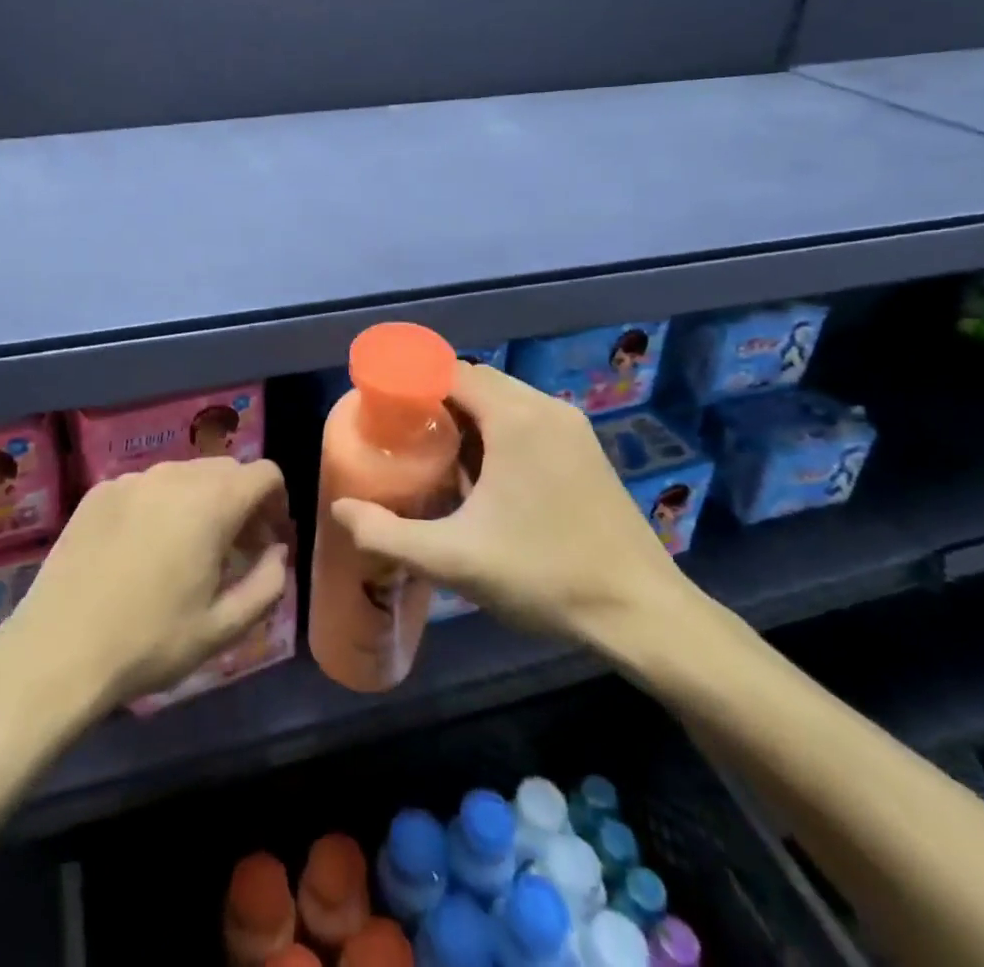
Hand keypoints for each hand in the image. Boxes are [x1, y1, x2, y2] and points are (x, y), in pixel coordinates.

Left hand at [0, 457, 290, 709]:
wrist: (58, 651)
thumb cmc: (150, 642)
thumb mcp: (223, 627)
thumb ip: (267, 584)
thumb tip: (276, 551)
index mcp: (212, 502)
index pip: (265, 474)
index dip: (277, 503)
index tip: (268, 540)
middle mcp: (174, 476)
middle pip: (226, 470)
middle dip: (241, 502)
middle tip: (235, 550)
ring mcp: (132, 480)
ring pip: (185, 475)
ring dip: (202, 502)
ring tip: (189, 551)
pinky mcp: (99, 492)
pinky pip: (147, 486)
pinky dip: (161, 506)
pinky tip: (143, 550)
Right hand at [331, 363, 699, 651]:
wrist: (643, 613)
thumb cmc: (545, 575)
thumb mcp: (455, 560)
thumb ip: (388, 534)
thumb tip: (341, 509)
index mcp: (515, 418)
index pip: (450, 371)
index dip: (412, 382)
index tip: (382, 408)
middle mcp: (546, 409)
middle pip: (476, 382)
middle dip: (436, 401)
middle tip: (403, 435)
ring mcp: (572, 428)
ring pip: (504, 402)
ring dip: (468, 418)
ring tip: (436, 455)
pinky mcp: (586, 451)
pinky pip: (528, 422)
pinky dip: (497, 432)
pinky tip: (484, 477)